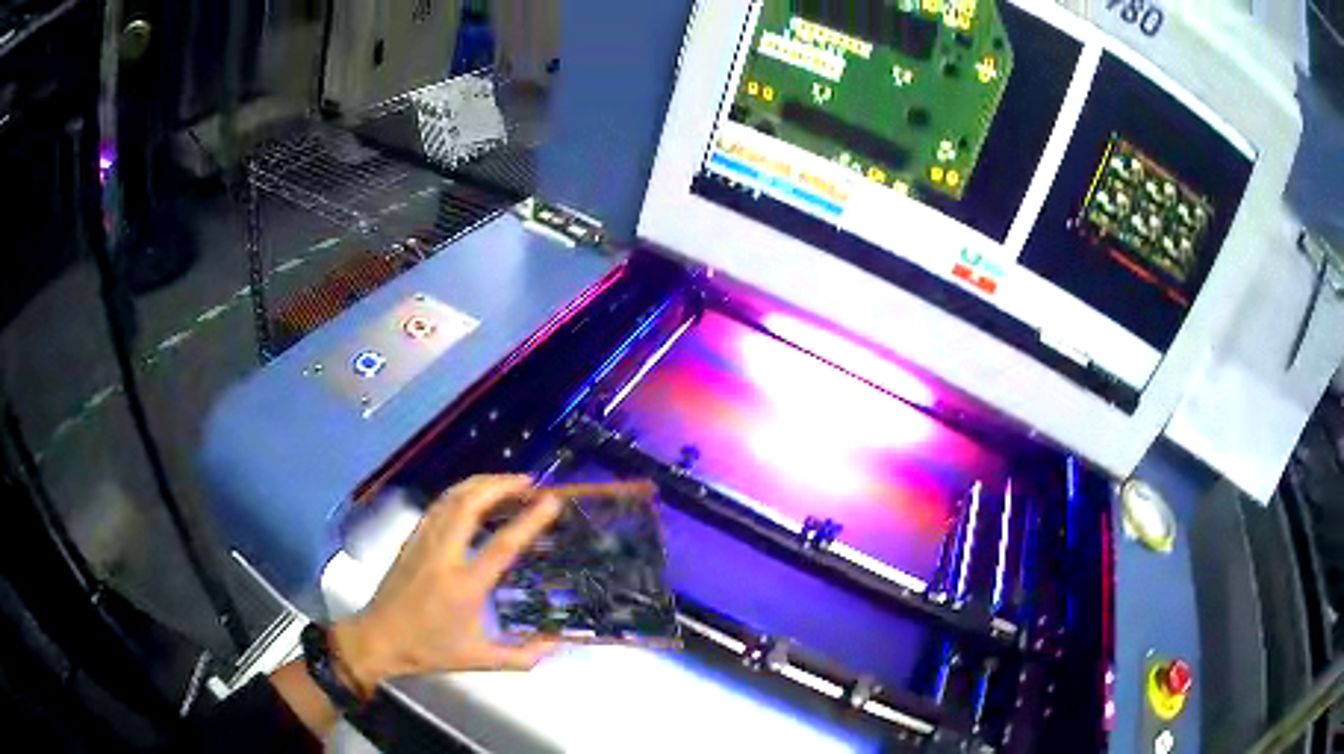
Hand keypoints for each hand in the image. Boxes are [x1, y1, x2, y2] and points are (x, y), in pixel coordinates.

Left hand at [330, 474, 563, 695]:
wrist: (379, 639)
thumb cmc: (430, 650)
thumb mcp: (480, 660)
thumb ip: (522, 656)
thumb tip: (557, 645)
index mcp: (465, 586)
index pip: (502, 545)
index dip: (529, 520)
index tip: (550, 500)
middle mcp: (443, 556)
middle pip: (470, 504)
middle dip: (500, 485)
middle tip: (528, 482)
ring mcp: (424, 543)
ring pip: (451, 498)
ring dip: (480, 484)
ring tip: (506, 483)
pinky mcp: (411, 540)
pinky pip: (438, 506)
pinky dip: (460, 493)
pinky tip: (472, 496)